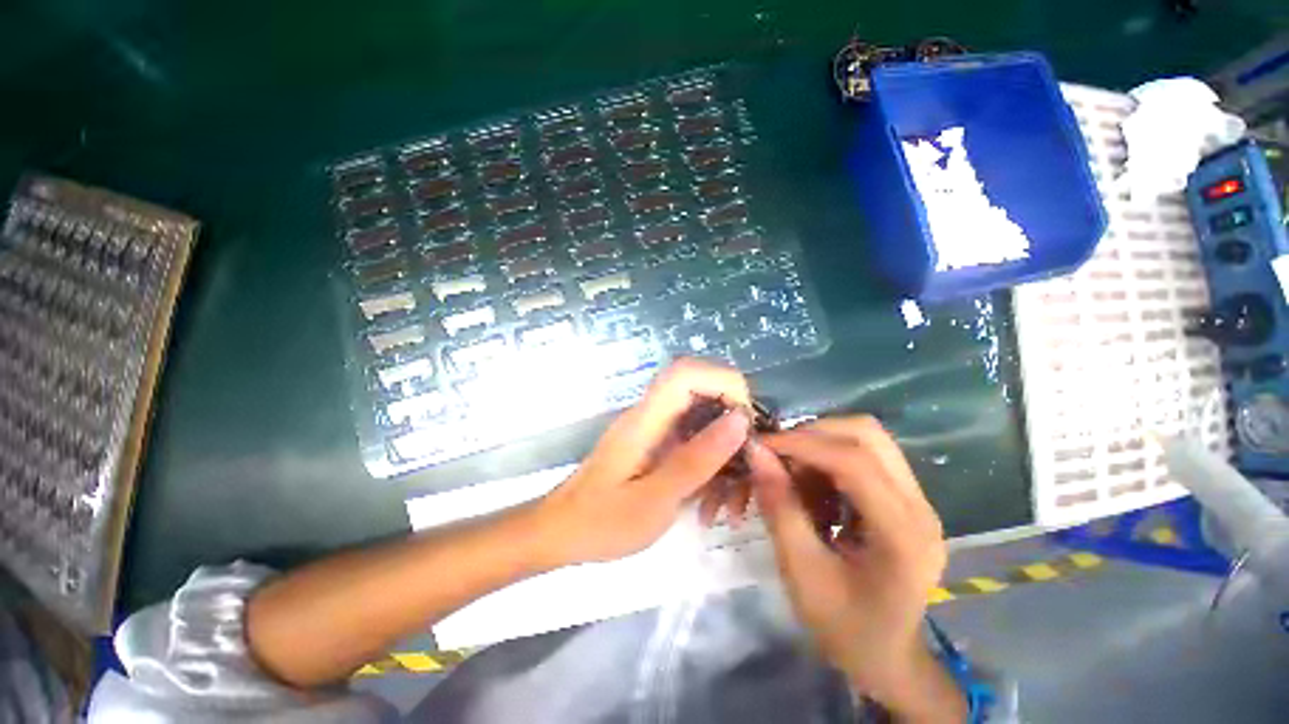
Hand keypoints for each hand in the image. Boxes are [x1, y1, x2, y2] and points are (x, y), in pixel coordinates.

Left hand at [535, 359, 752, 565]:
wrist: (562, 533)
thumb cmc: (602, 521)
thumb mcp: (655, 499)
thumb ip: (697, 459)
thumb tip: (740, 419)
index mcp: (647, 417)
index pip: (686, 372)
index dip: (724, 382)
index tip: (746, 421)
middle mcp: (652, 414)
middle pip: (702, 392)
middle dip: (733, 425)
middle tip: (748, 466)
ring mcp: (655, 429)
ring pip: (703, 421)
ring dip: (726, 455)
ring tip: (731, 503)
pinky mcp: (658, 445)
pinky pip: (694, 442)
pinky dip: (711, 468)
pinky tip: (712, 505)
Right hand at [746, 417, 963, 720]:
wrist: (888, 656)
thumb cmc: (844, 627)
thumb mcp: (801, 573)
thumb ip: (779, 508)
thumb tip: (757, 453)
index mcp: (902, 535)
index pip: (854, 462)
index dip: (802, 444)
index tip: (761, 445)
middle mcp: (920, 508)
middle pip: (867, 435)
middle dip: (813, 435)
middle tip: (778, 455)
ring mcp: (919, 500)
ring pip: (867, 438)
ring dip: (821, 445)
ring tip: (795, 474)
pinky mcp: (907, 498)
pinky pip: (865, 455)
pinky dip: (830, 459)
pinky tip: (814, 488)